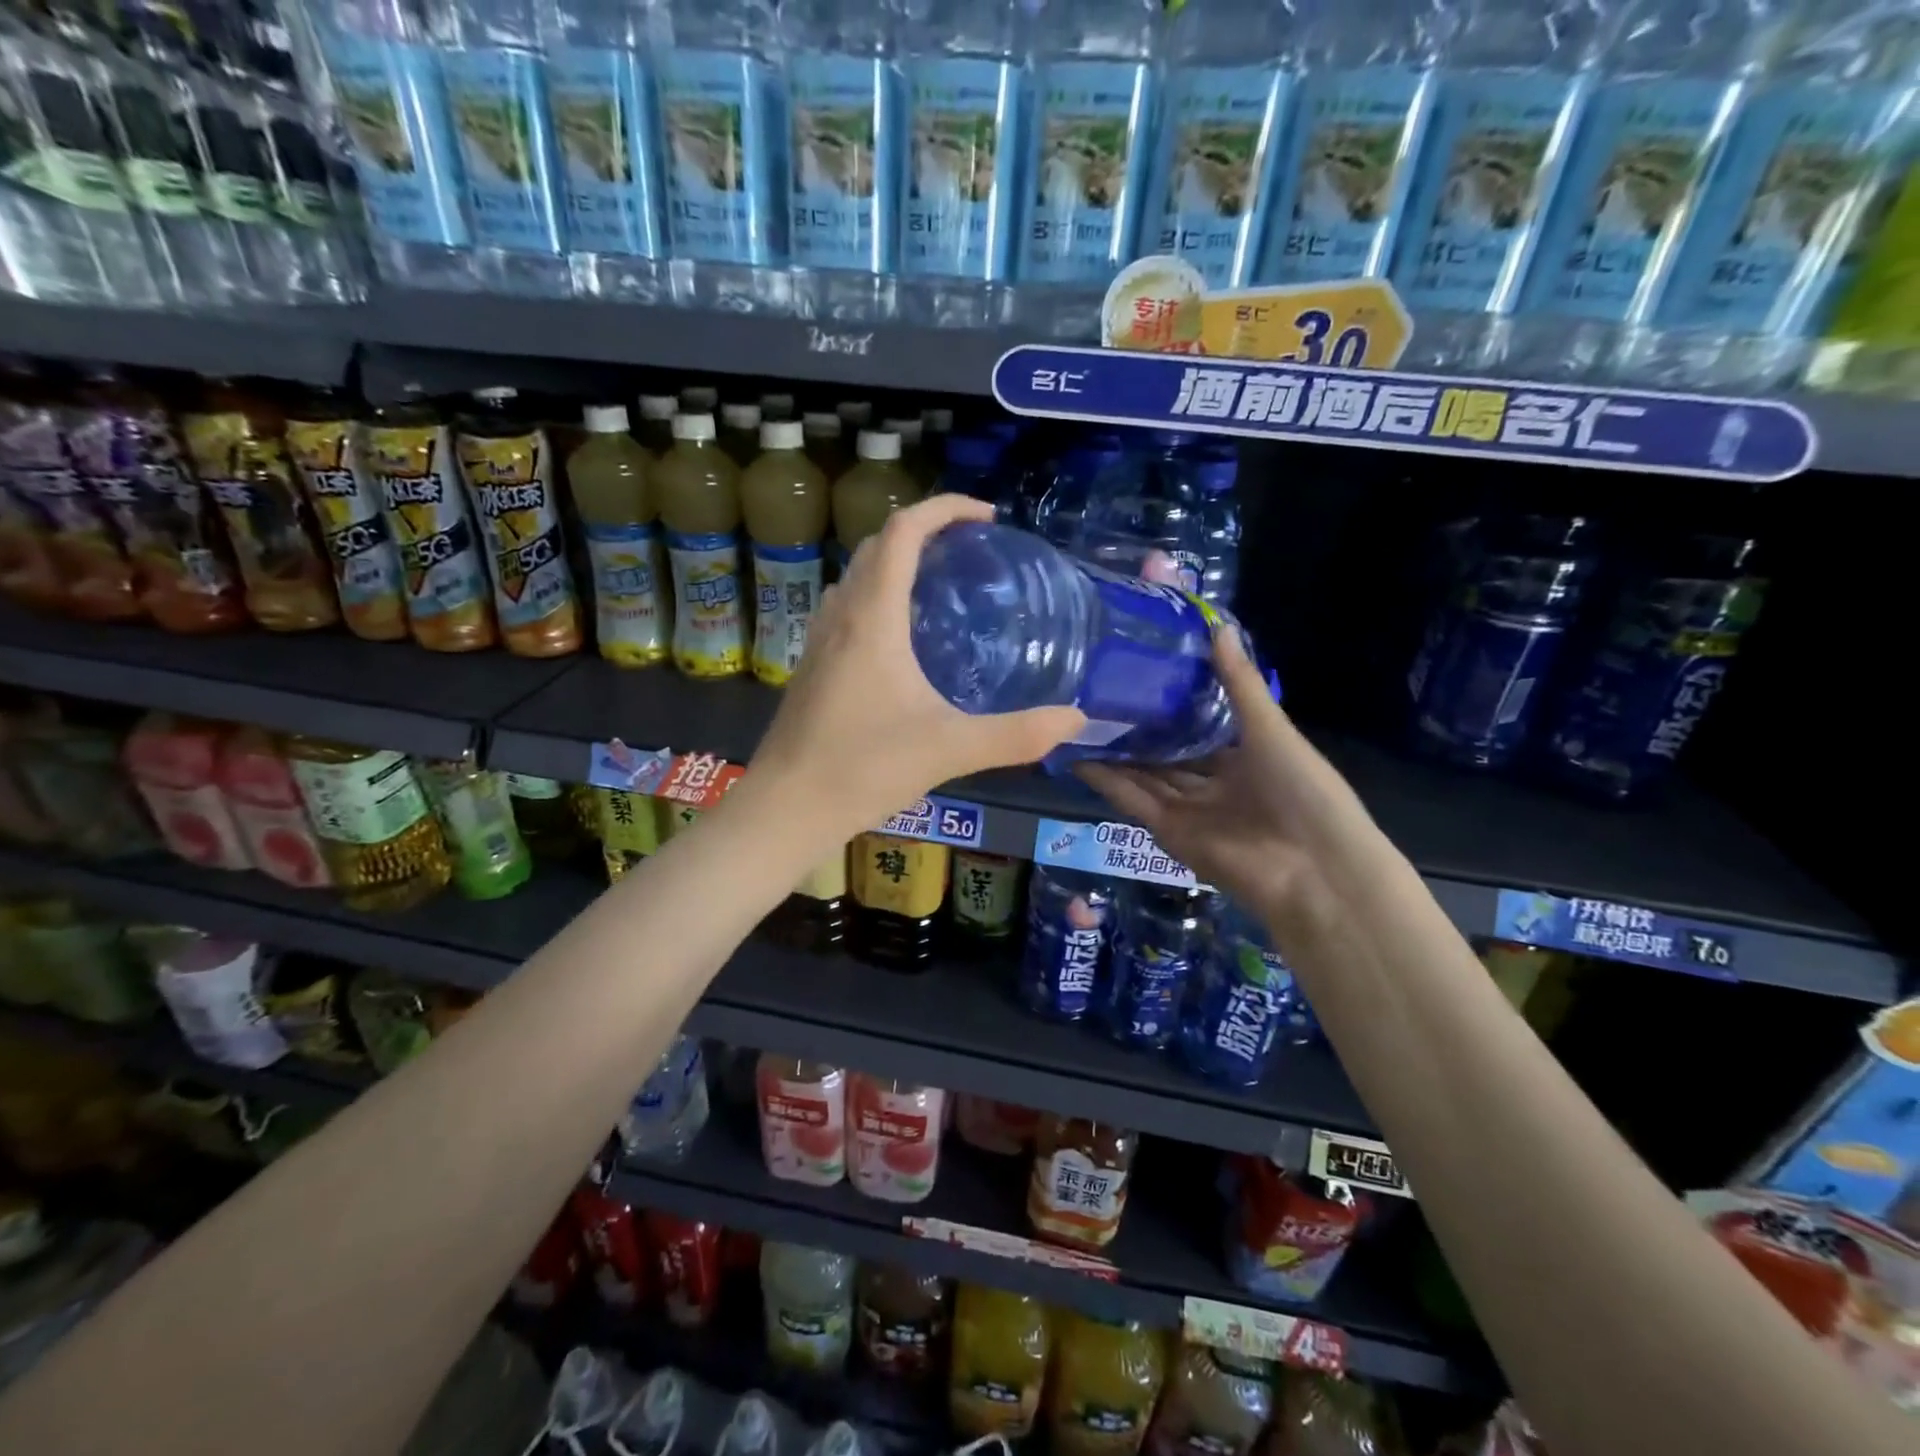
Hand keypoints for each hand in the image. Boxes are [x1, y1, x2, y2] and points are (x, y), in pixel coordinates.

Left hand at [754, 495, 1085, 836]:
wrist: (785, 808)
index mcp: (872, 618)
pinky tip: (904, 644)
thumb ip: (1016, 735)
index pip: (903, 532)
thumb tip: (1075, 720)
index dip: (944, 509)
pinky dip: (879, 599)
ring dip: (897, 564)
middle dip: (925, 532)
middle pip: (877, 546)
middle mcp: (840, 616)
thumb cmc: (862, 769)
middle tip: (971, 551)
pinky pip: (848, 609)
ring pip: (858, 577)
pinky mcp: (813, 668)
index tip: (987, 518)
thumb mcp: (949, 749)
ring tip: (942, 588)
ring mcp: (820, 642)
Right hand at [1075, 629, 1374, 937]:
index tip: (1140, 676)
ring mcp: (1190, 811)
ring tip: (1077, 721)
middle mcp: (1215, 785)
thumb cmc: (1304, 789)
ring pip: (1144, 776)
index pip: (1201, 730)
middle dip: (1138, 733)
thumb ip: (1238, 683)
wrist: (1314, 868)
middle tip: (1097, 696)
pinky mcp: (1169, 832)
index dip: (1173, 707)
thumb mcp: (1270, 728)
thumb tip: (1217, 626)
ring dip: (1114, 755)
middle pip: (1168, 756)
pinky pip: (1134, 801)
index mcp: (1246, 759)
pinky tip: (1078, 756)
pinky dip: (1107, 782)